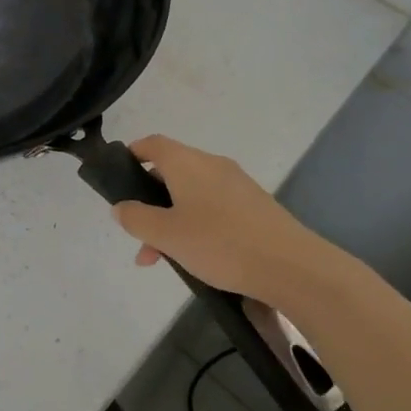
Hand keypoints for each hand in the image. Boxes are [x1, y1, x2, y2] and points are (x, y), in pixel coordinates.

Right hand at [112, 136, 316, 302]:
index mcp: (187, 162)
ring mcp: (236, 184)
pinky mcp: (255, 205)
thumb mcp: (167, 235)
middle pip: (171, 172)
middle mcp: (211, 164)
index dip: (131, 155)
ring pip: (192, 194)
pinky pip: (214, 207)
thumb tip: (120, 206)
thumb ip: (137, 219)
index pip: (152, 144)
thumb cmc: (221, 243)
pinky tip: (199, 259)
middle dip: (150, 203)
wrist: (292, 266)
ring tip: (164, 260)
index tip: (118, 178)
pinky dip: (197, 224)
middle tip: (139, 238)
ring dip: (172, 220)